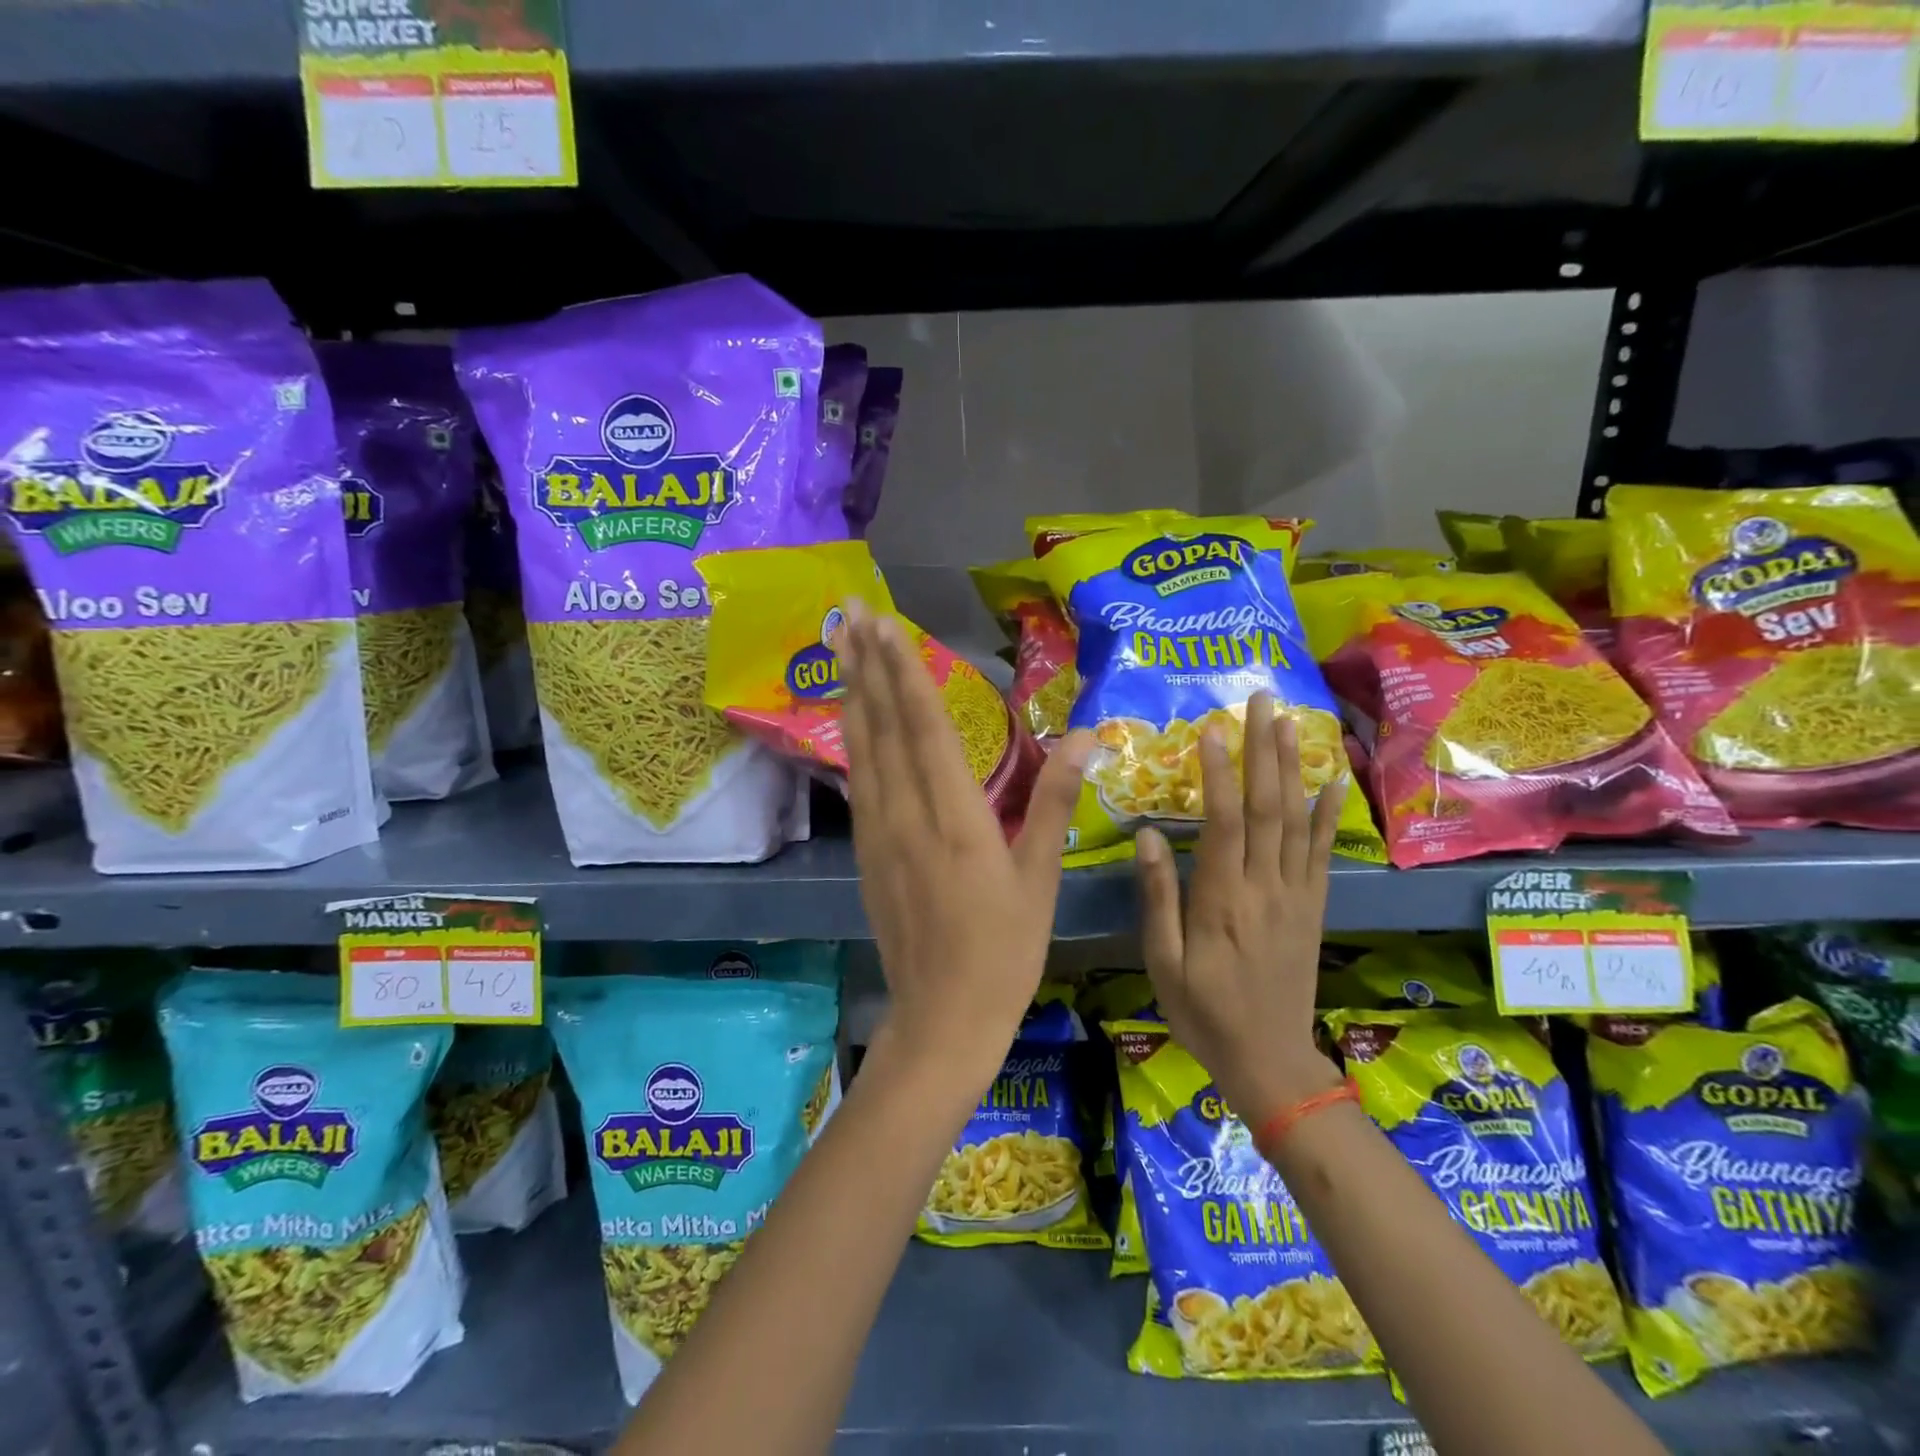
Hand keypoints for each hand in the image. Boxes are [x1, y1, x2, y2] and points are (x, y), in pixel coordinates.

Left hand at [839, 602, 1092, 1082]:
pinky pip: (858, 781)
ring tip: (840, 647)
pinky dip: (853, 739)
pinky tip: (850, 719)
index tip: (885, 625)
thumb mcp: (1040, 875)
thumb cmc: (1005, 949)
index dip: (905, 672)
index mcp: (956, 817)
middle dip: (866, 664)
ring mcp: (879, 833)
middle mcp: (907, 815)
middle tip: (848, 611)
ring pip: (862, 749)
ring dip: (851, 693)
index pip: (925, 727)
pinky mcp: (867, 852)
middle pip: (882, 726)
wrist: (943, 1017)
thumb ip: (1055, 799)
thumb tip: (1086, 735)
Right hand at [1134, 692, 1347, 1125]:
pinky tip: (1333, 779)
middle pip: (1267, 807)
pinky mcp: (1313, 906)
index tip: (1213, 729)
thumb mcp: (1163, 963)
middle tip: (1261, 700)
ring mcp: (1296, 894)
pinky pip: (1324, 852)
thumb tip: (1148, 836)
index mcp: (1222, 900)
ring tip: (1290, 721)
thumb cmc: (1204, 1012)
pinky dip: (1330, 813)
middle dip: (1263, 749)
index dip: (1219, 772)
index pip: (1223, 822)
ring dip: (1292, 766)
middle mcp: (1265, 887)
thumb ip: (1158, 898)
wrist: (1270, 1061)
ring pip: (1296, 819)